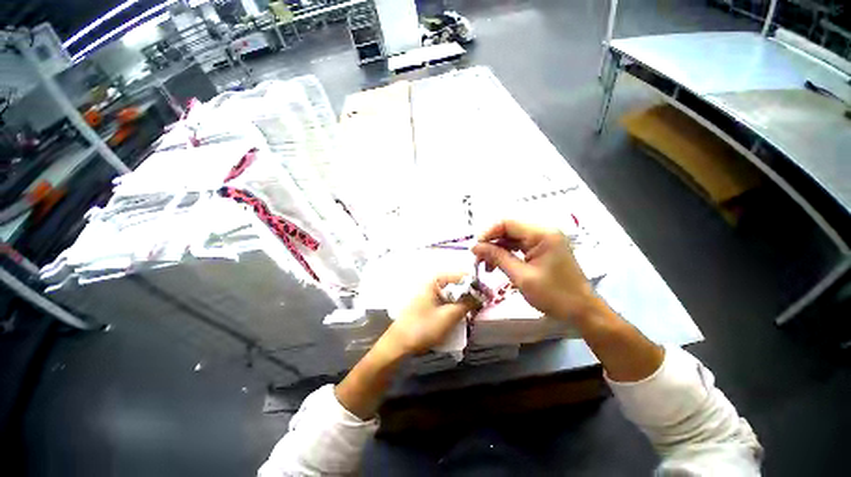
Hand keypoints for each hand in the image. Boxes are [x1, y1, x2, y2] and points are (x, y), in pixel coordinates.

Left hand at [378, 274, 478, 357]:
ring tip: (474, 312)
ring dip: (463, 302)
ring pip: (452, 294)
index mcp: (435, 280)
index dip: (476, 285)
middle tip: (482, 306)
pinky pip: (446, 301)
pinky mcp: (428, 303)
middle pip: (457, 284)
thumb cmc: (422, 327)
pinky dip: (455, 307)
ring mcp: (429, 293)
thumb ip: (467, 304)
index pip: (461, 276)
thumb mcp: (448, 316)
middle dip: (470, 294)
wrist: (398, 345)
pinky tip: (460, 316)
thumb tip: (482, 296)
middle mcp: (432, 282)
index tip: (489, 295)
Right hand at [471, 220, 594, 320]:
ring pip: (511, 238)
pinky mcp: (543, 248)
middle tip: (477, 259)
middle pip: (508, 229)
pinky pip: (519, 245)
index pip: (507, 223)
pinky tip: (497, 265)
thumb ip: (497, 257)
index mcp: (542, 234)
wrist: (582, 311)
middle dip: (491, 243)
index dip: (488, 233)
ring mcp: (544, 239)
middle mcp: (543, 231)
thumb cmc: (554, 295)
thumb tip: (475, 247)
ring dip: (497, 249)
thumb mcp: (521, 276)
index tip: (475, 249)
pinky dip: (506, 254)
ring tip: (486, 265)